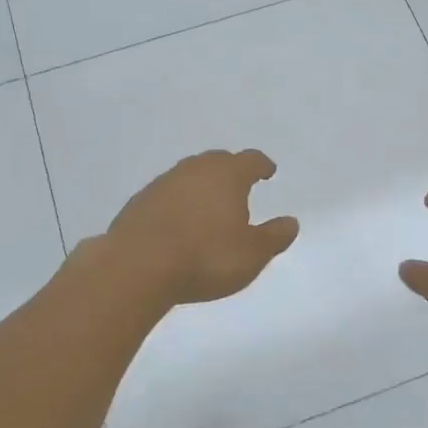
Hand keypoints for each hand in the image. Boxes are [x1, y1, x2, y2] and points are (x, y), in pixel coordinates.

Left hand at [104, 149, 299, 306]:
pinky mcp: (138, 203)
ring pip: (189, 175)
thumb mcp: (252, 254)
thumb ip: (275, 236)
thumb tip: (291, 222)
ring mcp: (162, 184)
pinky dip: (177, 203)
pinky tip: (178, 223)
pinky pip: (166, 195)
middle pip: (217, 161)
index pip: (250, 160)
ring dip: (201, 185)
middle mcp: (194, 170)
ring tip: (208, 206)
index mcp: (227, 175)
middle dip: (231, 170)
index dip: (262, 165)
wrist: (136, 267)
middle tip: (239, 185)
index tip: (268, 172)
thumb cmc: (205, 258)